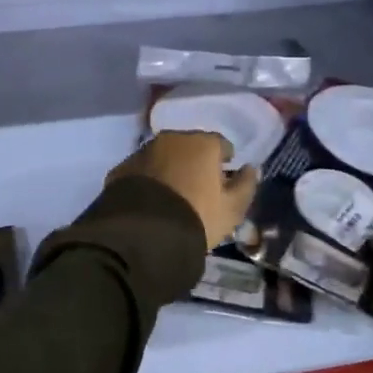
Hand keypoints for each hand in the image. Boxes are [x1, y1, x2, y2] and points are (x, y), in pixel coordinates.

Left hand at [109, 131, 258, 250]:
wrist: (144, 233)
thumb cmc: (198, 217)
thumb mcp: (232, 209)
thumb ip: (246, 185)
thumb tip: (251, 168)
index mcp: (202, 143)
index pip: (220, 144)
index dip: (224, 160)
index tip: (224, 177)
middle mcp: (172, 139)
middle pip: (190, 146)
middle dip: (195, 160)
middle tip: (198, 185)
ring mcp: (143, 151)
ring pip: (163, 155)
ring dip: (170, 167)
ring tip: (173, 193)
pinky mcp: (122, 167)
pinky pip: (142, 169)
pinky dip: (148, 178)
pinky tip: (150, 199)